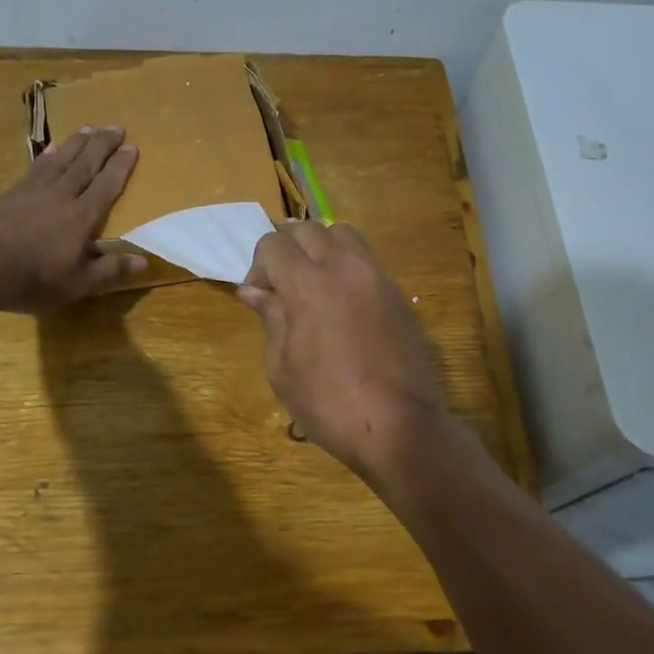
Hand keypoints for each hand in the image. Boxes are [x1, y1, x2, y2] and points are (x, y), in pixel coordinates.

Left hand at [0, 126, 145, 310]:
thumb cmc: (34, 279)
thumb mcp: (78, 283)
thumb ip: (110, 270)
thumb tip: (144, 260)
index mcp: (81, 217)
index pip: (106, 185)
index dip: (120, 166)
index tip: (132, 146)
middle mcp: (61, 195)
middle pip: (86, 164)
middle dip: (102, 145)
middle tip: (116, 127)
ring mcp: (34, 191)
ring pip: (61, 159)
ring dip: (77, 143)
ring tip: (88, 128)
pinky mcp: (12, 193)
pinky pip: (36, 167)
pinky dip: (47, 155)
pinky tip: (51, 148)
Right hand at [237, 222, 450, 482]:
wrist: (398, 425)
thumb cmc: (328, 403)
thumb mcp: (282, 368)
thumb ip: (270, 319)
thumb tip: (254, 291)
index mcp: (307, 284)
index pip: (273, 244)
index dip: (258, 267)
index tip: (259, 300)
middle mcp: (343, 267)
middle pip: (306, 229)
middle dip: (286, 250)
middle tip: (282, 288)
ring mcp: (376, 277)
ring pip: (342, 234)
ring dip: (321, 249)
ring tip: (315, 285)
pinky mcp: (397, 293)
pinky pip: (366, 259)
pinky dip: (347, 266)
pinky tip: (343, 304)